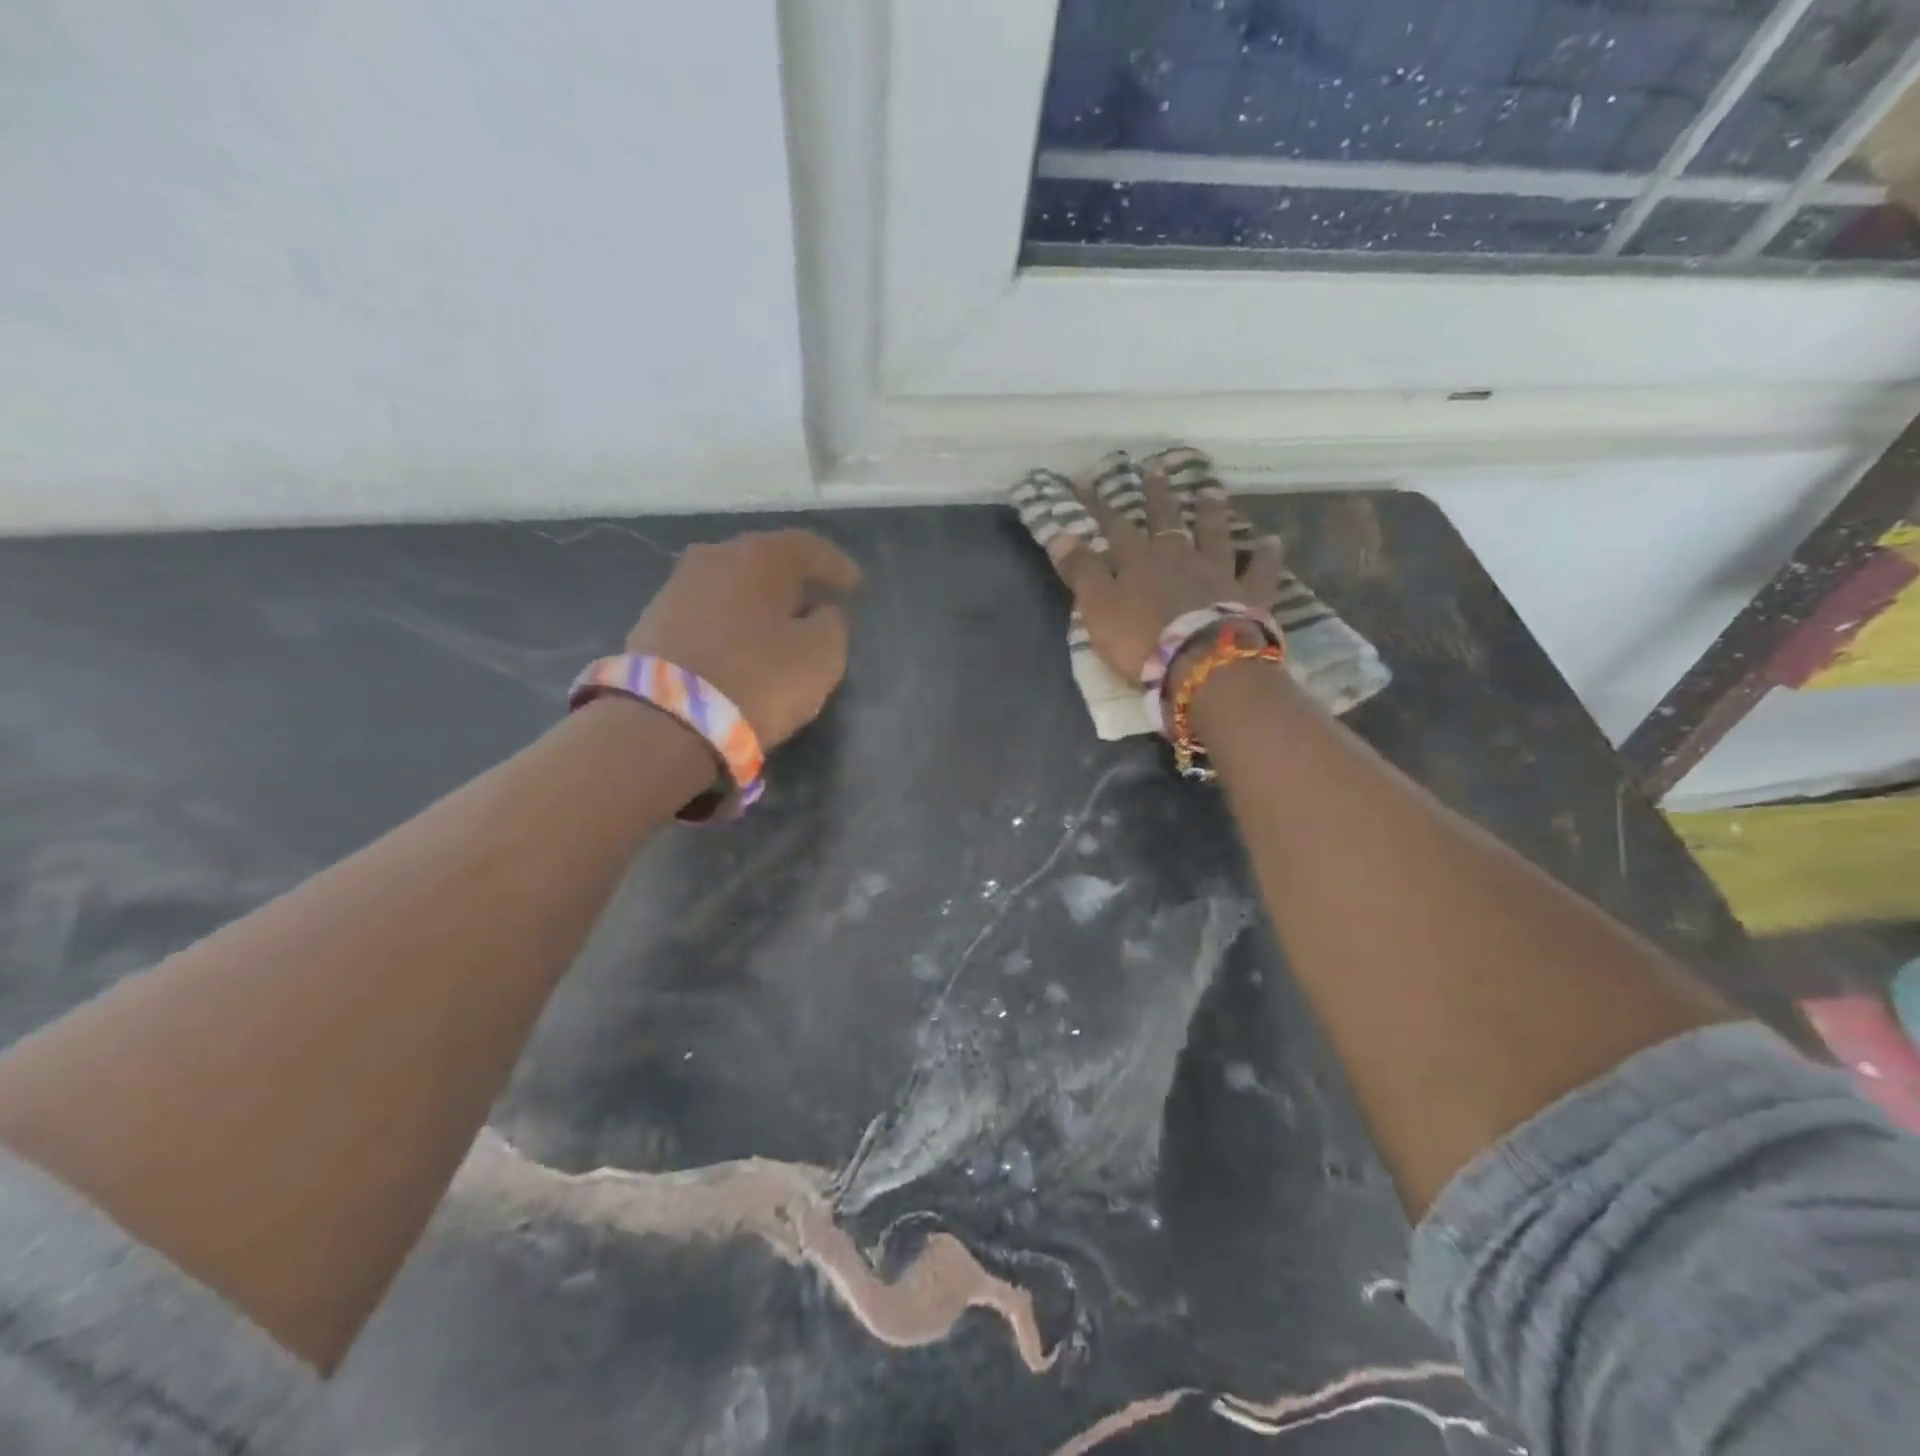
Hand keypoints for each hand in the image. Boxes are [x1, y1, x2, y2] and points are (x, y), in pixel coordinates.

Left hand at [626, 529, 861, 747]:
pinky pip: (708, 613)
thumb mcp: (821, 655)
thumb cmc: (758, 679)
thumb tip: (821, 611)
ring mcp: (677, 588)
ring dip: (757, 602)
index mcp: (759, 556)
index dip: (835, 565)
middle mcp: (714, 558)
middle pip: (764, 561)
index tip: (854, 584)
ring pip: (732, 586)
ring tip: (777, 627)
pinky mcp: (653, 623)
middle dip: (792, 581)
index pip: (808, 547)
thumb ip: (831, 624)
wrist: (665, 720)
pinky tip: (740, 645)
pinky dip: (730, 623)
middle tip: (815, 601)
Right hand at [1054, 462, 1282, 683]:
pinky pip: (1259, 570)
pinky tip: (1272, 540)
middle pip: (1167, 520)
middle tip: (1157, 469)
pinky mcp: (1249, 596)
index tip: (1085, 480)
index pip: (1113, 525)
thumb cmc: (1141, 639)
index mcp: (1139, 560)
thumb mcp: (1097, 608)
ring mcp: (1217, 573)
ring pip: (1214, 535)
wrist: (1202, 664)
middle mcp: (1179, 557)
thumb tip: (1059, 533)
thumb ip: (1081, 571)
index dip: (1097, 504)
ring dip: (1212, 513)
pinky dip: (1266, 555)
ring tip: (1212, 490)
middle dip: (1158, 496)